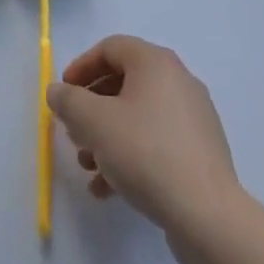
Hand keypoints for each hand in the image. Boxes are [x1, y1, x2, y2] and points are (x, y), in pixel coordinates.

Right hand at [45, 36, 242, 258]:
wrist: (207, 215)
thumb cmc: (146, 153)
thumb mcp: (95, 123)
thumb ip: (69, 101)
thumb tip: (57, 91)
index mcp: (156, 63)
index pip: (111, 48)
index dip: (81, 67)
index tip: (63, 92)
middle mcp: (178, 81)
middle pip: (124, 83)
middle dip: (92, 108)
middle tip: (73, 131)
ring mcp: (193, 118)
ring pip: (138, 116)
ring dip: (106, 137)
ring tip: (87, 166)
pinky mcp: (199, 152)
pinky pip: (156, 142)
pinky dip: (129, 156)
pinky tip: (108, 188)